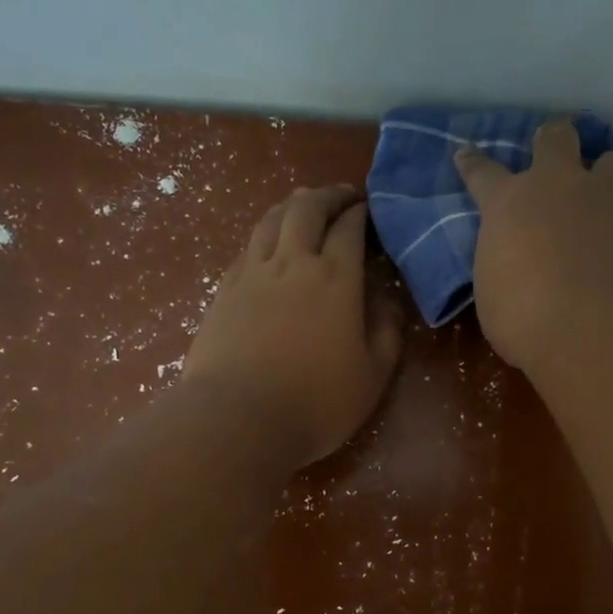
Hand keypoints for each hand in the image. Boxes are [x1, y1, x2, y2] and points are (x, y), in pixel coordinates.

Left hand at [183, 185, 402, 467]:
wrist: (238, 418)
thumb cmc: (316, 403)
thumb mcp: (372, 377)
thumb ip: (387, 333)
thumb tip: (388, 302)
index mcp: (336, 279)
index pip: (350, 228)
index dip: (361, 213)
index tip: (369, 210)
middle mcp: (293, 263)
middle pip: (307, 209)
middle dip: (328, 195)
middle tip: (342, 196)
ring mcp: (253, 274)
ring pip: (271, 220)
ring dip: (292, 205)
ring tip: (304, 205)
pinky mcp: (224, 291)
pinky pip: (247, 246)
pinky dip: (264, 233)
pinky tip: (267, 243)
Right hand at [455, 120, 612, 372]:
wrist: (596, 327)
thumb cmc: (524, 316)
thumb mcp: (494, 292)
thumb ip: (503, 265)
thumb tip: (516, 264)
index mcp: (509, 204)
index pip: (483, 173)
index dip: (473, 163)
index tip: (466, 153)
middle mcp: (557, 188)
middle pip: (556, 139)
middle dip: (551, 139)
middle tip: (550, 147)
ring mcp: (604, 201)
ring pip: (611, 161)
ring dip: (603, 170)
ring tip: (600, 191)